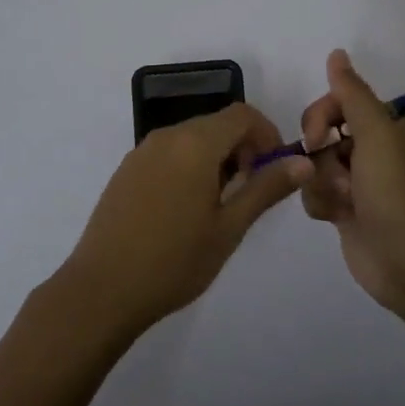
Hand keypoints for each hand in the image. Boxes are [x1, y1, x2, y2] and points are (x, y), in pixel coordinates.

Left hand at [58, 103, 313, 338]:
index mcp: (194, 143)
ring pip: (192, 138)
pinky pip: (169, 153)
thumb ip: (266, 188)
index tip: (275, 170)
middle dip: (243, 148)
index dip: (267, 134)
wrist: (101, 290)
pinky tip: (186, 210)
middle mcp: (167, 136)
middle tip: (251, 193)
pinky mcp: (126, 171)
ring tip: (221, 206)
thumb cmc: (174, 261)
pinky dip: (190, 166)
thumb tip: (302, 162)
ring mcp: (141, 152)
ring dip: (217, 158)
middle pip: (216, 124)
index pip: (242, 115)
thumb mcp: (229, 228)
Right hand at [300, 49, 404, 317]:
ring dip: (322, 181)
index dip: (321, 115)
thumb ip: (352, 93)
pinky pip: (315, 192)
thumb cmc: (397, 193)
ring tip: (344, 202)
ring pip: (314, 164)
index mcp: (387, 126)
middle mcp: (373, 149)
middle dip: (320, 152)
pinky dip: (321, 203)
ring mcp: (358, 181)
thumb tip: (336, 53)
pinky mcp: (345, 210)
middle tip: (335, 172)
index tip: (317, 135)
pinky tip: (336, 217)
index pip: (339, 102)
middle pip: (322, 132)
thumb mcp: (378, 134)